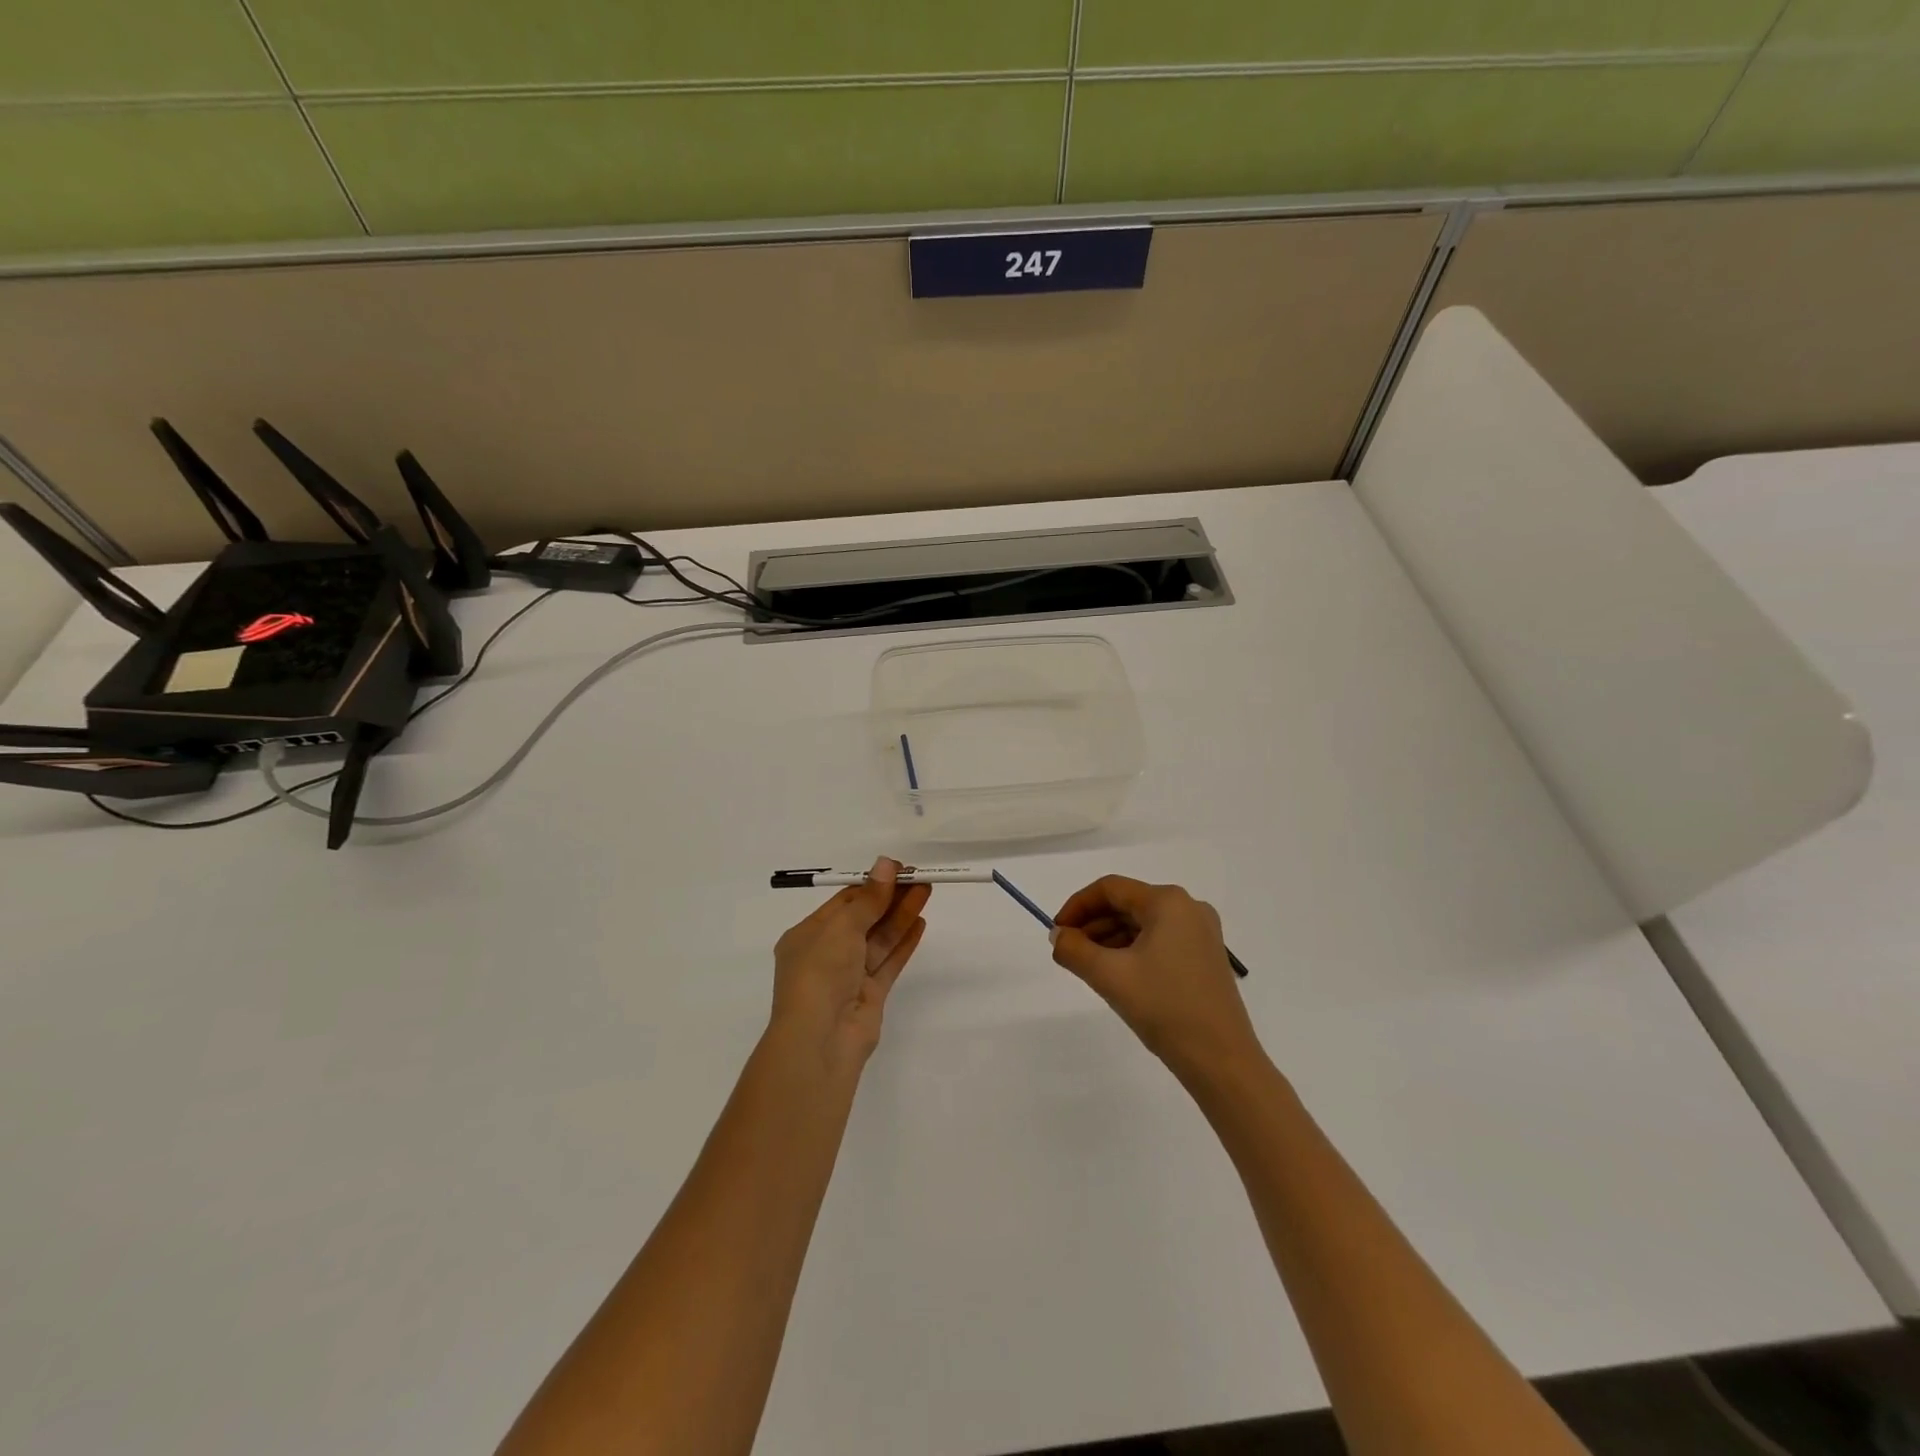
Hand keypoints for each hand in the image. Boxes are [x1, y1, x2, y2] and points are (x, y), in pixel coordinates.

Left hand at [769, 857, 930, 1075]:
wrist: (821, 1039)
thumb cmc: (820, 972)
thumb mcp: (842, 927)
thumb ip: (869, 898)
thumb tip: (886, 863)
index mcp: (807, 935)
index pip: (842, 902)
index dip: (871, 884)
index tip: (898, 869)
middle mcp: (826, 954)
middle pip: (864, 918)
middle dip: (890, 898)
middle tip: (919, 878)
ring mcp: (849, 976)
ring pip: (879, 939)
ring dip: (901, 915)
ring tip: (926, 892)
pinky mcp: (870, 995)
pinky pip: (889, 962)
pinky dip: (904, 942)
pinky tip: (921, 923)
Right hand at [1051, 876, 1262, 1080]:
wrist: (1222, 1061)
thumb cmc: (1165, 1008)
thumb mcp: (1109, 976)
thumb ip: (1074, 949)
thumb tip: (1058, 936)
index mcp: (1168, 902)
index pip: (1110, 889)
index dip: (1077, 905)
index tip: (1056, 933)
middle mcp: (1188, 908)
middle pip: (1127, 903)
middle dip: (1092, 924)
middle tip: (1068, 951)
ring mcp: (1201, 933)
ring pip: (1142, 923)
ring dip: (1110, 938)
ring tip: (1087, 966)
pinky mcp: (1205, 957)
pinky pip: (1159, 940)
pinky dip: (1132, 950)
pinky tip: (1116, 974)